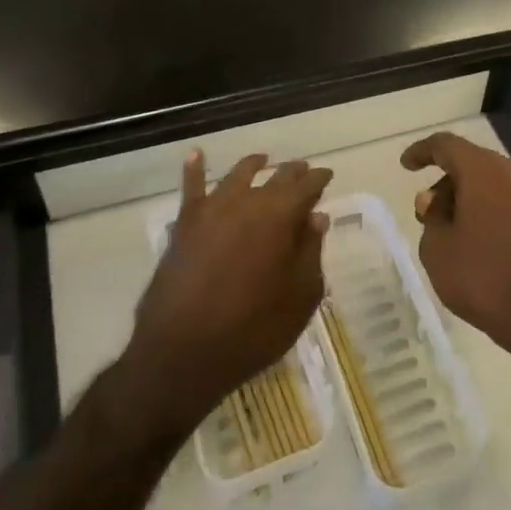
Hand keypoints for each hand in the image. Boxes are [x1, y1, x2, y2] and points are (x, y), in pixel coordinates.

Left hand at [123, 151, 331, 437]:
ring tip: (263, 161)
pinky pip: (190, 188)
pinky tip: (196, 155)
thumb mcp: (300, 297)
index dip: (320, 180)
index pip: (307, 186)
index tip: (327, 177)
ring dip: (254, 166)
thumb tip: (316, 217)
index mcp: (281, 216)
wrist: (182, 354)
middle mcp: (247, 202)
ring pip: (237, 176)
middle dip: (293, 173)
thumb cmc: (253, 330)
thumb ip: (310, 252)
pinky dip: (194, 169)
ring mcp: (211, 211)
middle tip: (303, 171)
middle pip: (276, 177)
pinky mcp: (184, 226)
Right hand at [399, 133, 510, 368]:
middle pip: (475, 165)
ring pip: (498, 184)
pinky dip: (496, 213)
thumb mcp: (438, 251)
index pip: (447, 145)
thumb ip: (431, 218)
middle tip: (430, 215)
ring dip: (473, 200)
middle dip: (449, 184)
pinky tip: (486, 244)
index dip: (423, 152)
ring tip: (456, 234)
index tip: (406, 165)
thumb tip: (436, 200)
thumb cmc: (486, 279)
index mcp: (487, 170)